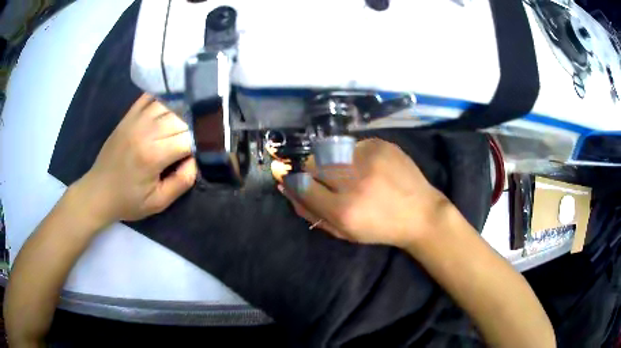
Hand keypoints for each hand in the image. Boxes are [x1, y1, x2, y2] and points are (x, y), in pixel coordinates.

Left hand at [74, 94, 196, 226]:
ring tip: (186, 123)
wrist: (98, 192)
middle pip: (181, 118)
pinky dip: (163, 99)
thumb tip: (196, 160)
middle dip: (193, 128)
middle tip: (196, 139)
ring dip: (181, 113)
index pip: (188, 138)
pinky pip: (149, 98)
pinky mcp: (128, 117)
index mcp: (153, 155)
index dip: (201, 143)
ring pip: (168, 104)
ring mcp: (135, 120)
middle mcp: (145, 131)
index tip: (204, 150)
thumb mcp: (158, 202)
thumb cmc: (128, 201)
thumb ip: (182, 182)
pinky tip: (170, 105)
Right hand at [280, 138, 450, 247]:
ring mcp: (369, 158)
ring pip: (330, 150)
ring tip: (353, 174)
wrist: (421, 214)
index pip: (301, 185)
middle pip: (313, 163)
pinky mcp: (381, 145)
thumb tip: (285, 188)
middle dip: (314, 171)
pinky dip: (354, 155)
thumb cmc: (380, 228)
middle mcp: (354, 181)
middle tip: (331, 180)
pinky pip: (353, 145)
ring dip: (333, 162)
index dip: (296, 182)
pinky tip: (369, 167)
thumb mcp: (344, 231)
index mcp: (343, 210)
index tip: (298, 181)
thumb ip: (311, 212)